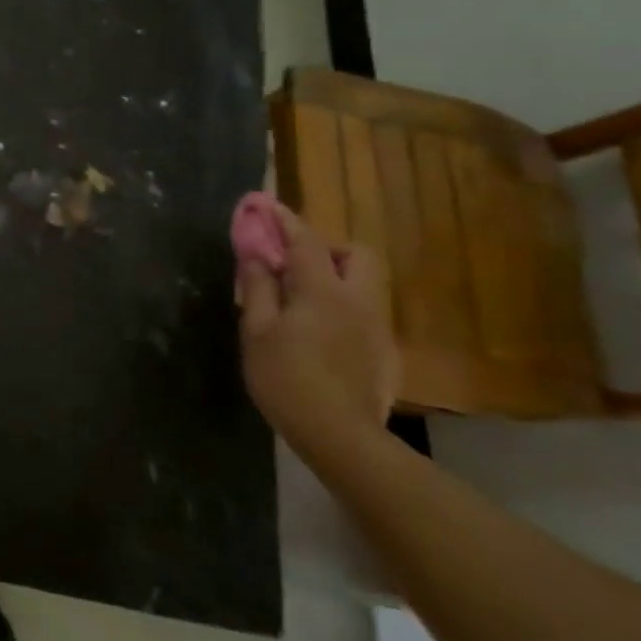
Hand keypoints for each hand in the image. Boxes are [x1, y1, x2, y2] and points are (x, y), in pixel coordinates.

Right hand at [236, 208, 399, 453]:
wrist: (339, 436)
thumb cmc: (286, 377)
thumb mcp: (257, 330)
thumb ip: (258, 287)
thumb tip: (255, 255)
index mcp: (323, 290)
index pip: (305, 241)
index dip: (284, 219)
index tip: (264, 204)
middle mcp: (359, 300)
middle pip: (355, 255)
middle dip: (325, 249)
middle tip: (292, 265)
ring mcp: (377, 327)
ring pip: (364, 284)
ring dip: (335, 278)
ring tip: (301, 300)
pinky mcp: (384, 352)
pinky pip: (364, 312)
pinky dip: (342, 307)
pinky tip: (318, 335)